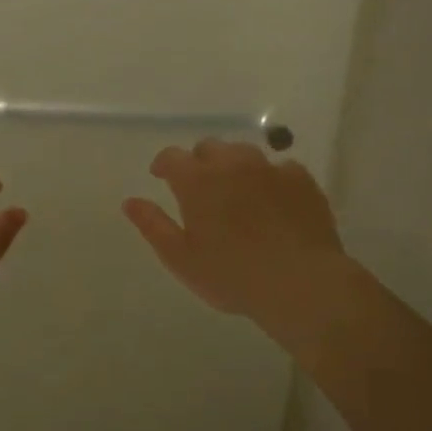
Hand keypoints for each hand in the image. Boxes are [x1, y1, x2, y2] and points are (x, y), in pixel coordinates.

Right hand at [123, 140, 348, 337]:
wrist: (300, 282)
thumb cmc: (232, 275)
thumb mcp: (181, 258)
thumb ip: (152, 225)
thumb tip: (130, 201)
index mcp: (198, 181)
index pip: (172, 157)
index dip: (163, 164)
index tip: (160, 176)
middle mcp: (233, 164)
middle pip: (209, 148)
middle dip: (199, 162)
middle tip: (199, 188)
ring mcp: (270, 168)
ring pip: (244, 153)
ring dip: (233, 165)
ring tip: (236, 191)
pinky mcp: (301, 180)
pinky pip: (279, 168)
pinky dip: (269, 178)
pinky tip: (272, 200)